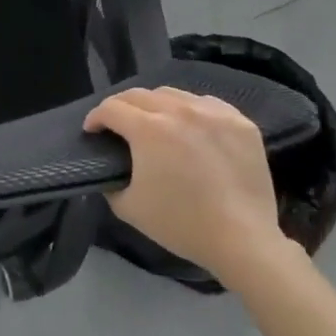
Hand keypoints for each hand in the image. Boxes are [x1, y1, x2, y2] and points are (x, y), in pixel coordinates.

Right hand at [84, 87, 292, 285]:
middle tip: (117, 125)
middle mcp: (180, 110)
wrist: (243, 241)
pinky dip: (190, 109)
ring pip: (173, 94)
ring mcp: (214, 113)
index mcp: (149, 129)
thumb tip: (110, 169)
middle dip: (120, 107)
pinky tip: (190, 127)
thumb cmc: (181, 224)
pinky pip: (206, 103)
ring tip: (154, 122)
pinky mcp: (240, 122)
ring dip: (154, 104)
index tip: (92, 131)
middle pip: (139, 95)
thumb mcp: (128, 207)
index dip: (95, 118)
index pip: (111, 108)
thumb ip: (110, 181)